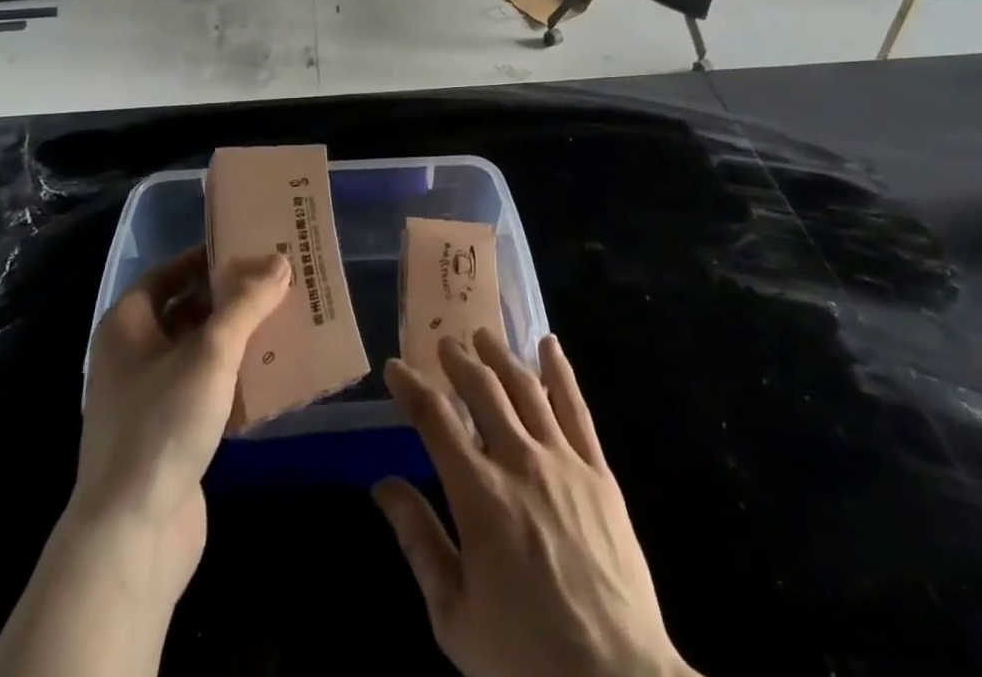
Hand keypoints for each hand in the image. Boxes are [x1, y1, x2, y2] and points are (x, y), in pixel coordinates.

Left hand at [0, 248, 287, 676]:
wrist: (131, 537)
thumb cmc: (163, 424)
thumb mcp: (210, 352)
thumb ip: (246, 304)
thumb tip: (278, 261)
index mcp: (127, 325)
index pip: (168, 273)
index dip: (205, 258)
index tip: (248, 248)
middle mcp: (133, 355)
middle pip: (187, 310)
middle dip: (230, 297)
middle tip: (277, 281)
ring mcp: (150, 398)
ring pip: (200, 351)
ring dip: (238, 337)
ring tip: (285, 320)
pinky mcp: (170, 434)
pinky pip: (207, 389)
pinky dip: (236, 377)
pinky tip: (274, 373)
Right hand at [374, 329, 693, 676]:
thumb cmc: (524, 658)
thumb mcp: (454, 615)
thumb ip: (419, 542)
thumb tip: (383, 485)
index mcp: (479, 495)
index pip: (435, 419)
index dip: (411, 387)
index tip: (395, 367)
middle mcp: (519, 461)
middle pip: (483, 389)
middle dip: (458, 360)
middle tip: (443, 343)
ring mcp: (563, 461)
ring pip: (526, 387)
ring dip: (500, 356)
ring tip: (483, 336)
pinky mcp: (598, 471)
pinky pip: (577, 408)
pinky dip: (560, 371)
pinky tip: (549, 346)